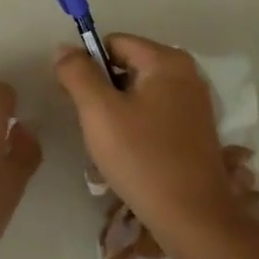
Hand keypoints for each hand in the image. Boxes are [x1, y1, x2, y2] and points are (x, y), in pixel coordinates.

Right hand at [55, 35, 240, 241]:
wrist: (191, 216)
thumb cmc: (142, 157)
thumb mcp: (99, 112)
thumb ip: (77, 74)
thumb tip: (64, 49)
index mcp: (167, 61)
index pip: (113, 43)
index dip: (88, 66)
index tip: (79, 101)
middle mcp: (187, 75)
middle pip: (126, 68)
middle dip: (103, 93)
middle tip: (94, 128)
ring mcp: (194, 104)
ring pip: (137, 95)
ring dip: (116, 115)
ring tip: (110, 147)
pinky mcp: (194, 131)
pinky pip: (153, 117)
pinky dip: (136, 129)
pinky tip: (129, 157)